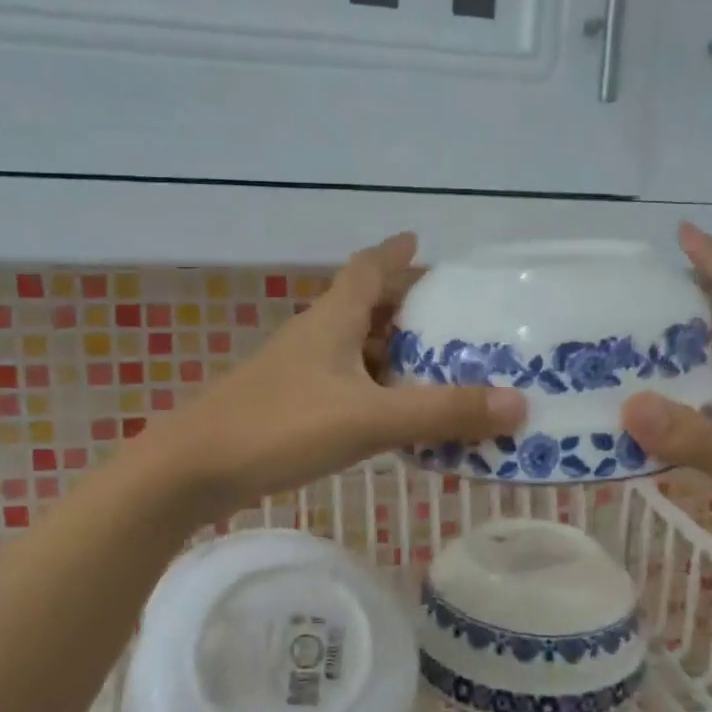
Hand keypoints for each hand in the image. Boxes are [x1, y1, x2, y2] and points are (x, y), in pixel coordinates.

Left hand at [144, 233, 526, 520]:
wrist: (192, 470)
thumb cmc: (281, 427)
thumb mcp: (370, 418)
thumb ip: (442, 412)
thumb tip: (520, 404)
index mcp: (331, 320)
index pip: (367, 269)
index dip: (394, 253)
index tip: (420, 242)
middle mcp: (313, 337)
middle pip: (364, 308)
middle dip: (405, 308)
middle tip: (451, 319)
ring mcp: (296, 373)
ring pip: (353, 350)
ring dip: (391, 353)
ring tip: (435, 367)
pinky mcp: (287, 407)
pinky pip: (344, 385)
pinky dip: (374, 390)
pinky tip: (392, 415)